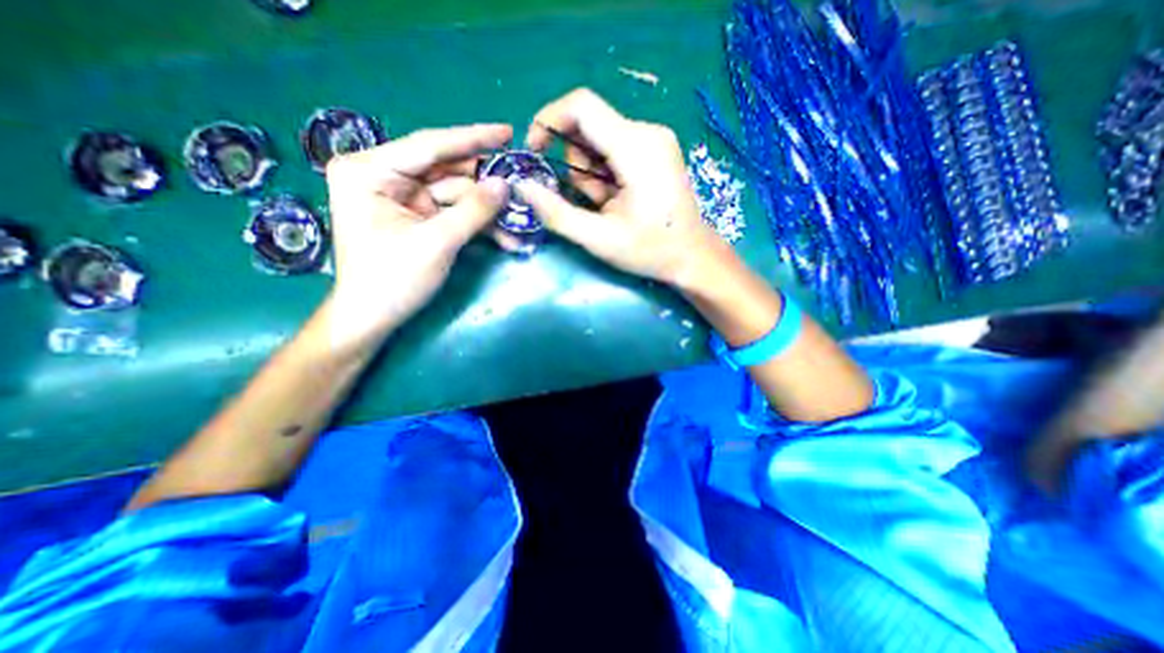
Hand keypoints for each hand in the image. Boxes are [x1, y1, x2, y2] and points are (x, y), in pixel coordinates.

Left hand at [323, 121, 509, 345]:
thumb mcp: (436, 242)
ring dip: (487, 210)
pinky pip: (453, 213)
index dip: (472, 139)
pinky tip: (504, 236)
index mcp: (370, 170)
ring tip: (519, 217)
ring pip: (455, 195)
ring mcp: (403, 199)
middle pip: (446, 172)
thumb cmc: (393, 279)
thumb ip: (473, 211)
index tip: (507, 132)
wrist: (373, 318)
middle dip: (485, 184)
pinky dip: (477, 224)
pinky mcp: (418, 218)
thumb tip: (506, 185)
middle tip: (521, 182)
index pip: (429, 146)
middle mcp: (385, 177)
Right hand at [515, 87, 723, 288]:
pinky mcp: (656, 149)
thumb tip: (520, 185)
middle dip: (576, 165)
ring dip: (592, 175)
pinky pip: (614, 149)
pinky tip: (618, 200)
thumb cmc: (650, 250)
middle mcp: (647, 132)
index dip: (548, 121)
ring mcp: (654, 139)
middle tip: (591, 202)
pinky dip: (606, 174)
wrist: (692, 256)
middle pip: (588, 127)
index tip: (535, 152)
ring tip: (608, 207)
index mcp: (635, 147)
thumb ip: (556, 212)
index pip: (581, 106)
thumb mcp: (598, 238)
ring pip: (599, 141)